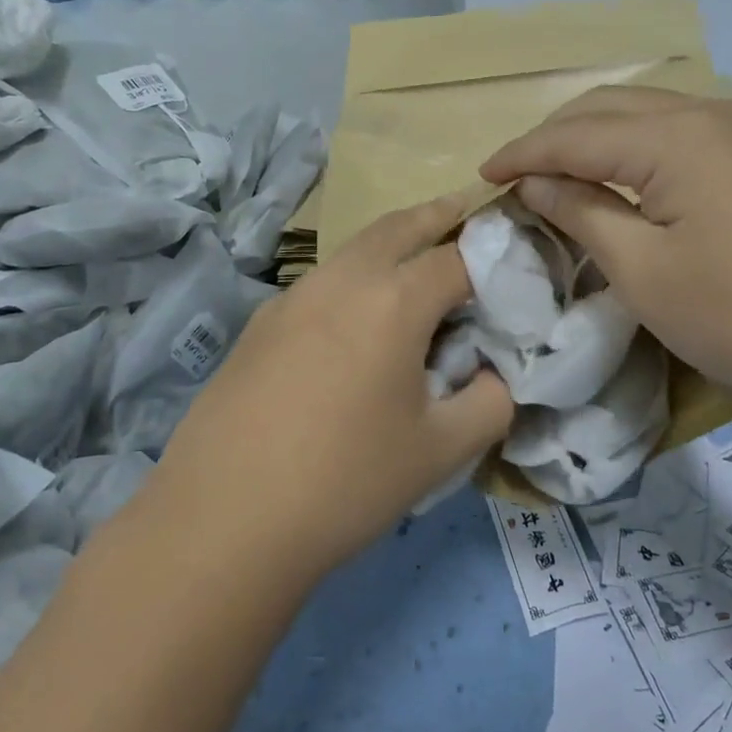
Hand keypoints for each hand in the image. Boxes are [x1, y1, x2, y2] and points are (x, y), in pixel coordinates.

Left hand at [147, 195, 513, 584]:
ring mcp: (293, 297)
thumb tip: (497, 375)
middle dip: (437, 214)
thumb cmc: (345, 483)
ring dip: (392, 241)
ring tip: (416, 258)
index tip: (512, 270)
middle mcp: (342, 280)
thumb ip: (491, 403)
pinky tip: (356, 318)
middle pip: (399, 226)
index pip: (459, 260)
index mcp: (393, 301)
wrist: (220, 523)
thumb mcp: (441, 452)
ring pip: (354, 248)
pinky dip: (354, 275)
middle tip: (464, 208)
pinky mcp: (261, 323)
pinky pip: (322, 281)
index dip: (493, 260)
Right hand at [481, 87, 731, 415]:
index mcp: (674, 137)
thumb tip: (535, 183)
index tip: (482, 176)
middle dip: (555, 136)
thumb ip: (582, 212)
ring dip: (594, 135)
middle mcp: (707, 113)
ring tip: (557, 170)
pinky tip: (619, 173)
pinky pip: (677, 130)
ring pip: (645, 113)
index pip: (576, 135)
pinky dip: (633, 145)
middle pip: (609, 107)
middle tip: (516, 174)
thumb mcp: (642, 270)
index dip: (523, 154)